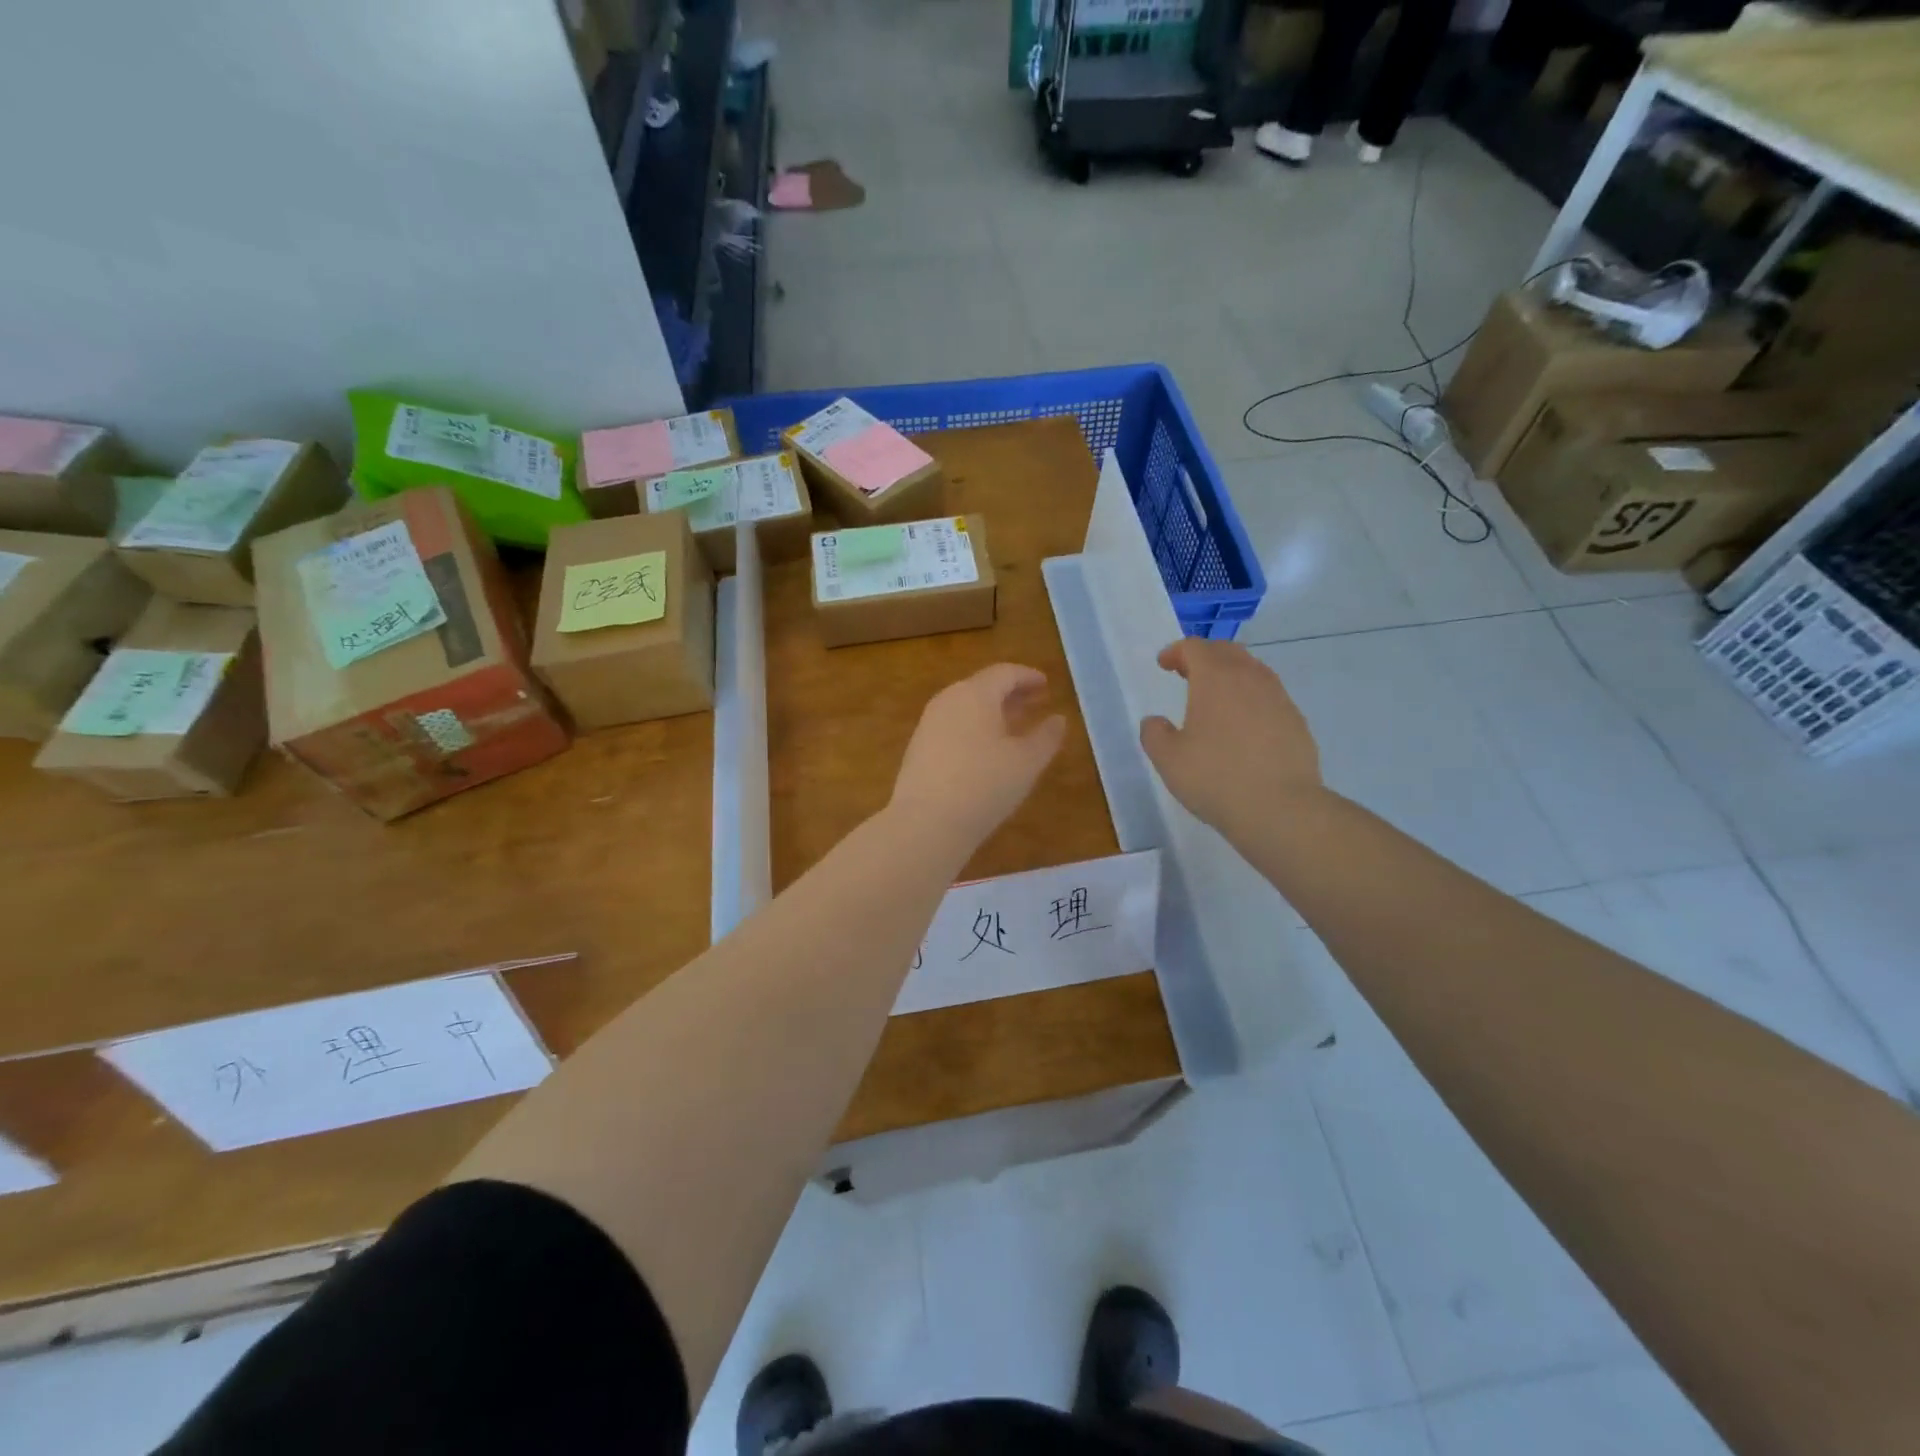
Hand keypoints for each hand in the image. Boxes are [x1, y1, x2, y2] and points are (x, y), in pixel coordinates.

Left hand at [891, 663, 1066, 854]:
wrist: (926, 823)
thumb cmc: (984, 785)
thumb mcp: (1026, 763)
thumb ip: (1046, 737)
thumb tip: (1058, 719)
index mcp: (974, 694)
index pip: (1004, 673)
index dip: (1028, 677)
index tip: (1046, 685)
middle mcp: (947, 700)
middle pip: (983, 687)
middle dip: (1011, 693)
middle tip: (1035, 703)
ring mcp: (928, 724)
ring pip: (966, 707)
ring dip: (992, 712)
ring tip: (1014, 727)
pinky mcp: (918, 748)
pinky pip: (952, 726)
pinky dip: (974, 728)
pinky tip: (986, 751)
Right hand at [1139, 638, 1323, 838]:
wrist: (1280, 808)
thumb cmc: (1215, 778)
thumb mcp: (1168, 759)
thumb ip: (1154, 734)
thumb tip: (1155, 722)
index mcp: (1215, 679)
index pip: (1195, 647)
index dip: (1176, 651)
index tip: (1164, 664)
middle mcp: (1250, 678)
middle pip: (1227, 651)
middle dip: (1205, 656)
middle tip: (1187, 673)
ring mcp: (1278, 698)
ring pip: (1253, 671)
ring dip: (1231, 675)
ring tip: (1216, 698)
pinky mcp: (1296, 721)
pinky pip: (1269, 696)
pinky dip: (1251, 699)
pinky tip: (1243, 726)